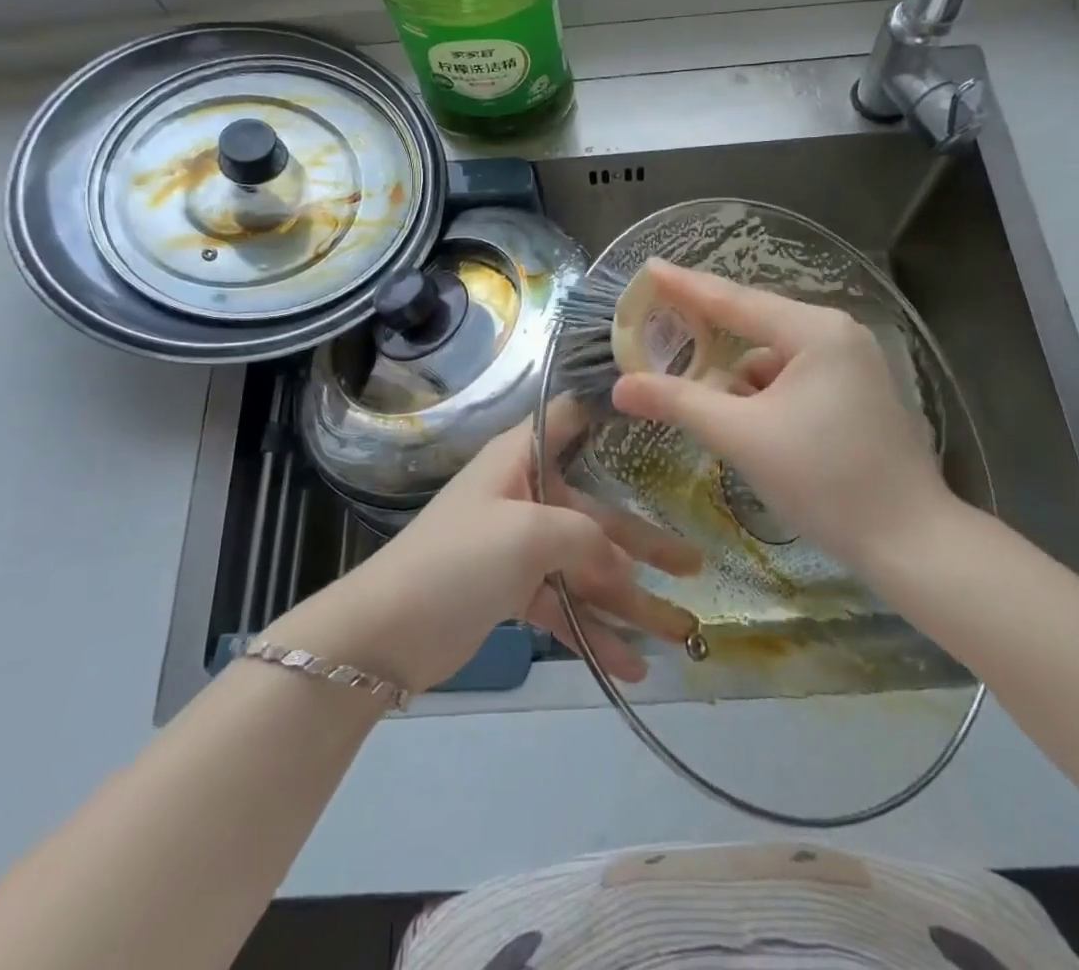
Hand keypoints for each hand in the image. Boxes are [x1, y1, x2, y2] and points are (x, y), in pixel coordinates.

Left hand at [282, 403, 700, 693]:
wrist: (383, 635)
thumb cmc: (458, 561)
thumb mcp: (529, 535)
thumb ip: (586, 537)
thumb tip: (620, 563)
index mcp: (520, 459)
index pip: (568, 417)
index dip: (608, 413)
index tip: (658, 419)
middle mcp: (524, 494)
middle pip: (595, 513)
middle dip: (645, 545)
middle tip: (696, 567)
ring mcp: (518, 546)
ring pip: (585, 566)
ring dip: (629, 602)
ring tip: (679, 633)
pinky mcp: (512, 592)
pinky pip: (564, 605)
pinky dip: (594, 632)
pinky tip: (631, 666)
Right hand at [611, 259, 953, 577]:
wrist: (911, 543)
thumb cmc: (826, 480)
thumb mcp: (742, 437)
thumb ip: (680, 402)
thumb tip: (622, 385)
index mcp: (815, 331)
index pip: (734, 299)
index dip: (685, 285)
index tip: (649, 268)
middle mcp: (837, 335)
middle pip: (754, 325)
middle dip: (708, 337)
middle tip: (661, 332)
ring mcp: (851, 364)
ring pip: (772, 359)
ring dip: (737, 380)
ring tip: (708, 408)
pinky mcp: (856, 394)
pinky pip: (792, 380)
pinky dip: (763, 397)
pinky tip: (749, 427)